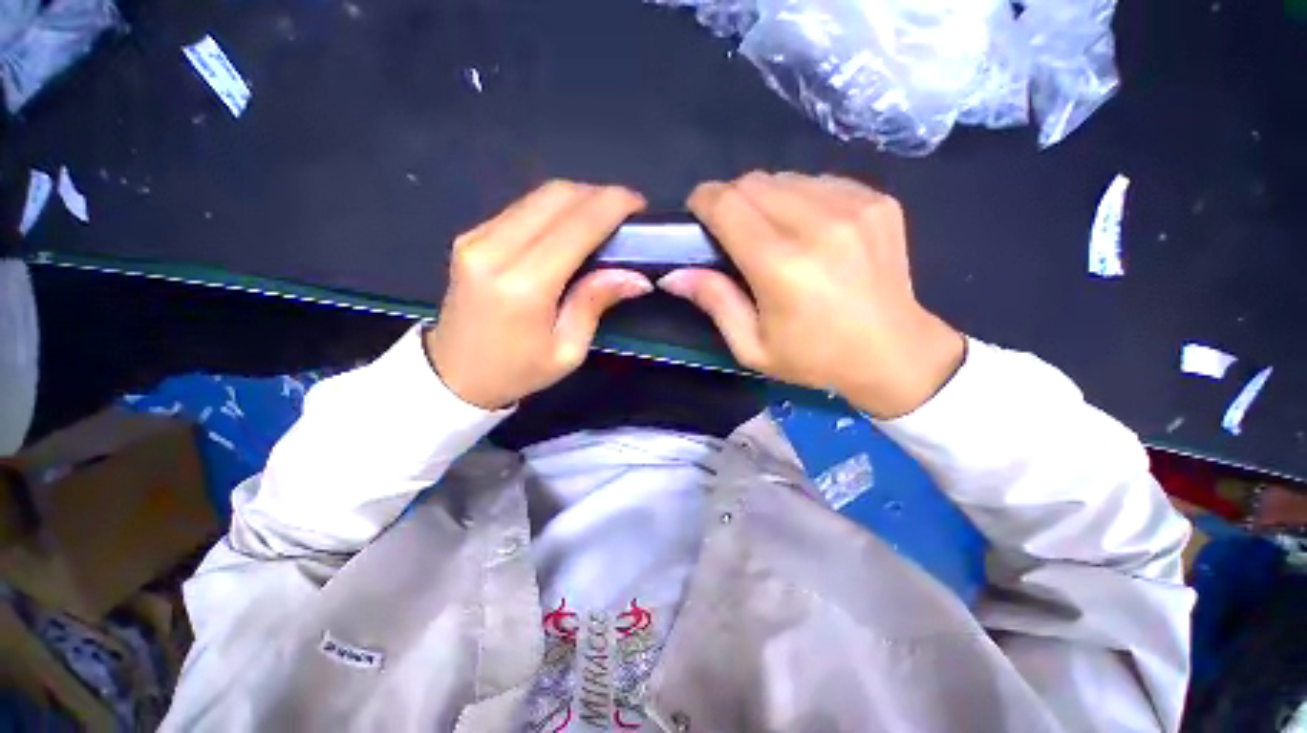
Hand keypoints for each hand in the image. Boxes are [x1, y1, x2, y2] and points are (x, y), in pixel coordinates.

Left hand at [426, 181, 650, 408]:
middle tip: (624, 212)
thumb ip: (595, 302)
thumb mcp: (568, 350)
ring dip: (577, 199)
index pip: (576, 225)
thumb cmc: (517, 371)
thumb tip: (636, 276)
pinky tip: (570, 227)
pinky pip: (521, 208)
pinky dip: (553, 209)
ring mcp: (476, 238)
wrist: (454, 376)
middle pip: (555, 196)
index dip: (612, 205)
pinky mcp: (469, 237)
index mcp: (524, 285)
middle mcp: (495, 250)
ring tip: (602, 218)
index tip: (639, 204)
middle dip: (598, 195)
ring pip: (537, 196)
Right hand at [660, 171, 964, 418]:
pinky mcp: (877, 201)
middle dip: (731, 200)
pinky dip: (801, 199)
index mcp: (781, 265)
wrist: (894, 353)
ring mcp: (854, 206)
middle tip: (732, 233)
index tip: (698, 216)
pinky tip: (809, 230)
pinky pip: (819, 181)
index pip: (727, 203)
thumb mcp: (752, 347)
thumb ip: (714, 302)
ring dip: (766, 199)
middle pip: (753, 182)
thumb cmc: (814, 358)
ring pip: (785, 177)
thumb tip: (673, 274)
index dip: (703, 201)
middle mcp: (818, 224)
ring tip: (771, 233)